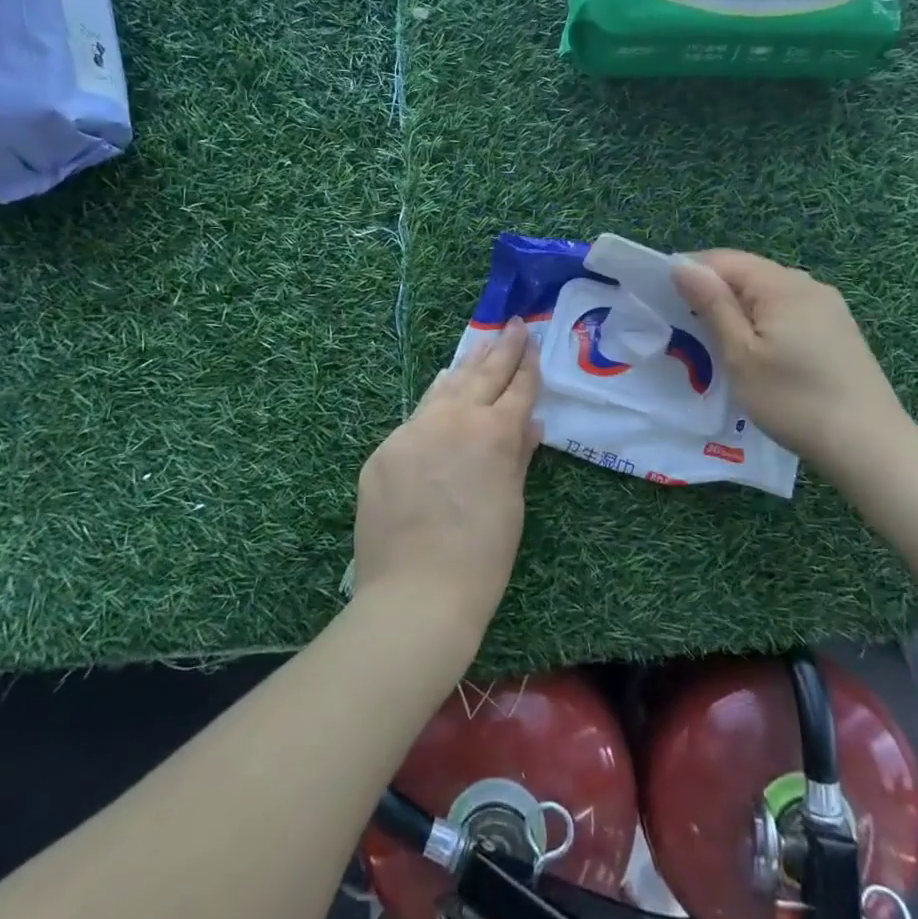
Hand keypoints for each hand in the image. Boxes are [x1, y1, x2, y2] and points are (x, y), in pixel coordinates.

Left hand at [354, 318, 540, 640]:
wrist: (417, 593)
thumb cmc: (482, 556)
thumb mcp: (512, 503)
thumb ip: (518, 455)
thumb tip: (529, 422)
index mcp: (494, 433)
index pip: (517, 389)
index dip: (528, 364)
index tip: (532, 339)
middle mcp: (454, 420)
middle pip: (482, 375)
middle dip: (501, 349)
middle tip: (513, 325)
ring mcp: (413, 431)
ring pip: (444, 388)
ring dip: (466, 365)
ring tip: (481, 343)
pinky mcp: (384, 450)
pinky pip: (415, 418)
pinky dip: (433, 401)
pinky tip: (440, 389)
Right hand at [671, 250, 907, 462]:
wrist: (868, 444)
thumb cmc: (793, 400)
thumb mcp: (741, 354)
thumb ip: (712, 304)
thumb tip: (682, 264)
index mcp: (781, 284)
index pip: (724, 259)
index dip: (691, 273)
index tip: (664, 301)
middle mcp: (808, 284)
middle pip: (748, 273)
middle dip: (715, 292)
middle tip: (687, 328)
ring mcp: (829, 306)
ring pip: (770, 294)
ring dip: (740, 309)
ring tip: (718, 342)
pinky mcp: (839, 329)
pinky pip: (790, 311)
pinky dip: (765, 322)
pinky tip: (760, 353)